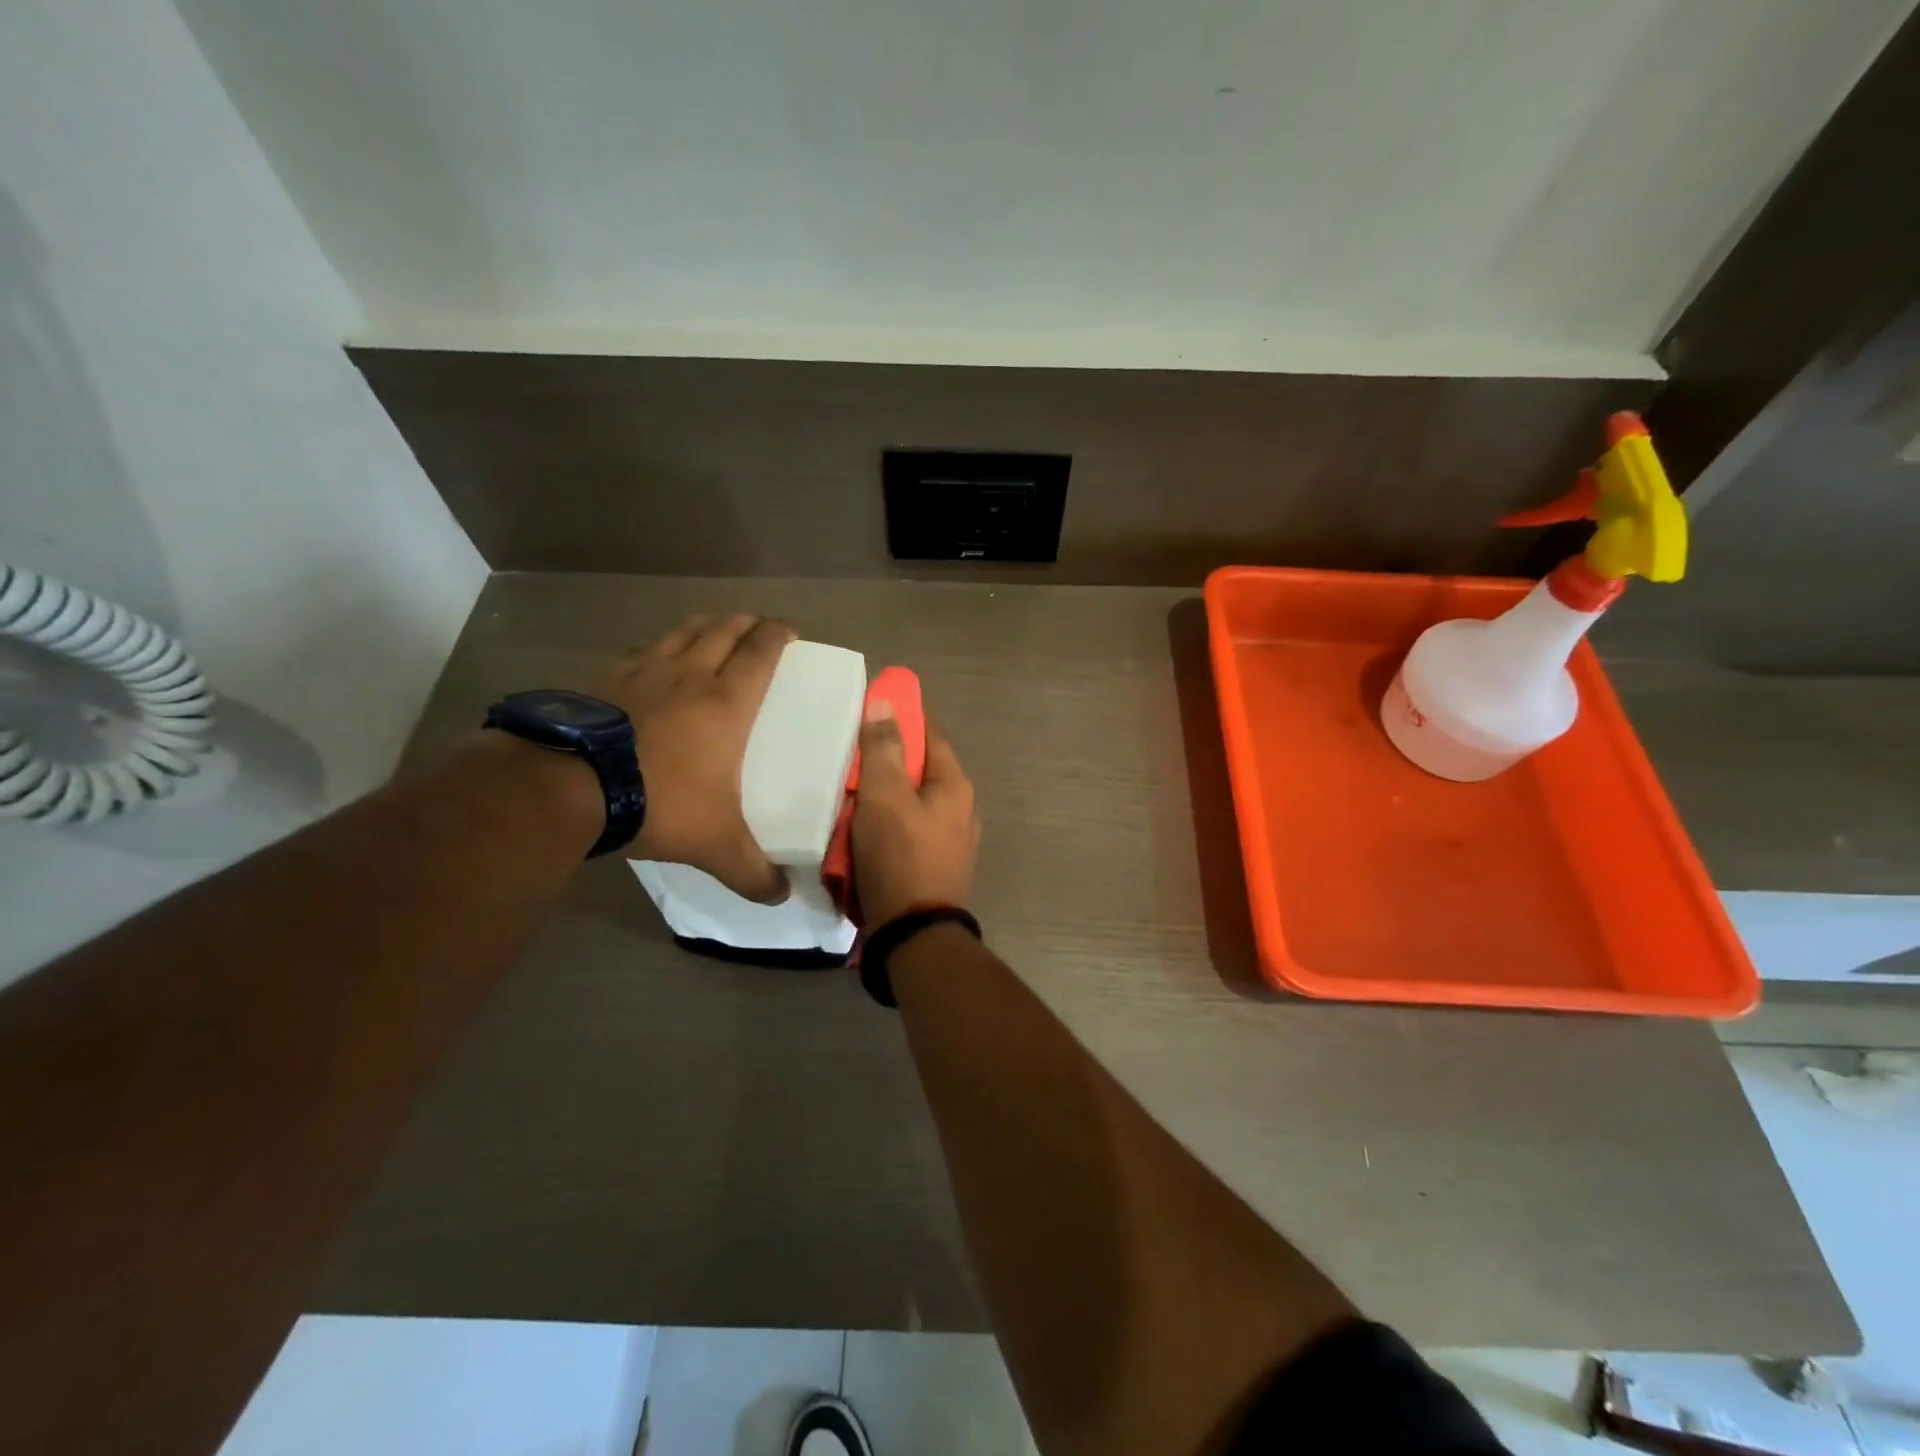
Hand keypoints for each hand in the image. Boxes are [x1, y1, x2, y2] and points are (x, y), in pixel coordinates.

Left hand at [592, 613, 795, 901]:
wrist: (570, 786)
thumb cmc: (659, 801)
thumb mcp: (715, 844)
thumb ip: (752, 872)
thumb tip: (781, 897)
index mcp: (726, 703)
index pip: (761, 653)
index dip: (779, 635)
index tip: (790, 630)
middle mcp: (689, 676)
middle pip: (724, 630)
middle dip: (745, 623)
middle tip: (757, 627)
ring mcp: (643, 672)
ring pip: (682, 632)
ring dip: (704, 625)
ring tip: (712, 629)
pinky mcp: (604, 679)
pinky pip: (641, 650)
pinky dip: (658, 647)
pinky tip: (652, 659)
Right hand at [852, 701, 978, 928]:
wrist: (914, 935)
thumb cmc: (899, 857)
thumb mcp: (885, 796)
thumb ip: (883, 749)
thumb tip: (885, 702)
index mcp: (954, 785)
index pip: (929, 733)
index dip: (901, 717)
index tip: (870, 710)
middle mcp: (961, 809)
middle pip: (919, 771)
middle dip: (886, 764)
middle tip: (850, 762)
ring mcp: (952, 842)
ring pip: (911, 804)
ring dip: (883, 799)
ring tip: (849, 800)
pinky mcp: (936, 867)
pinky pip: (908, 833)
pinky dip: (886, 827)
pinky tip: (862, 835)